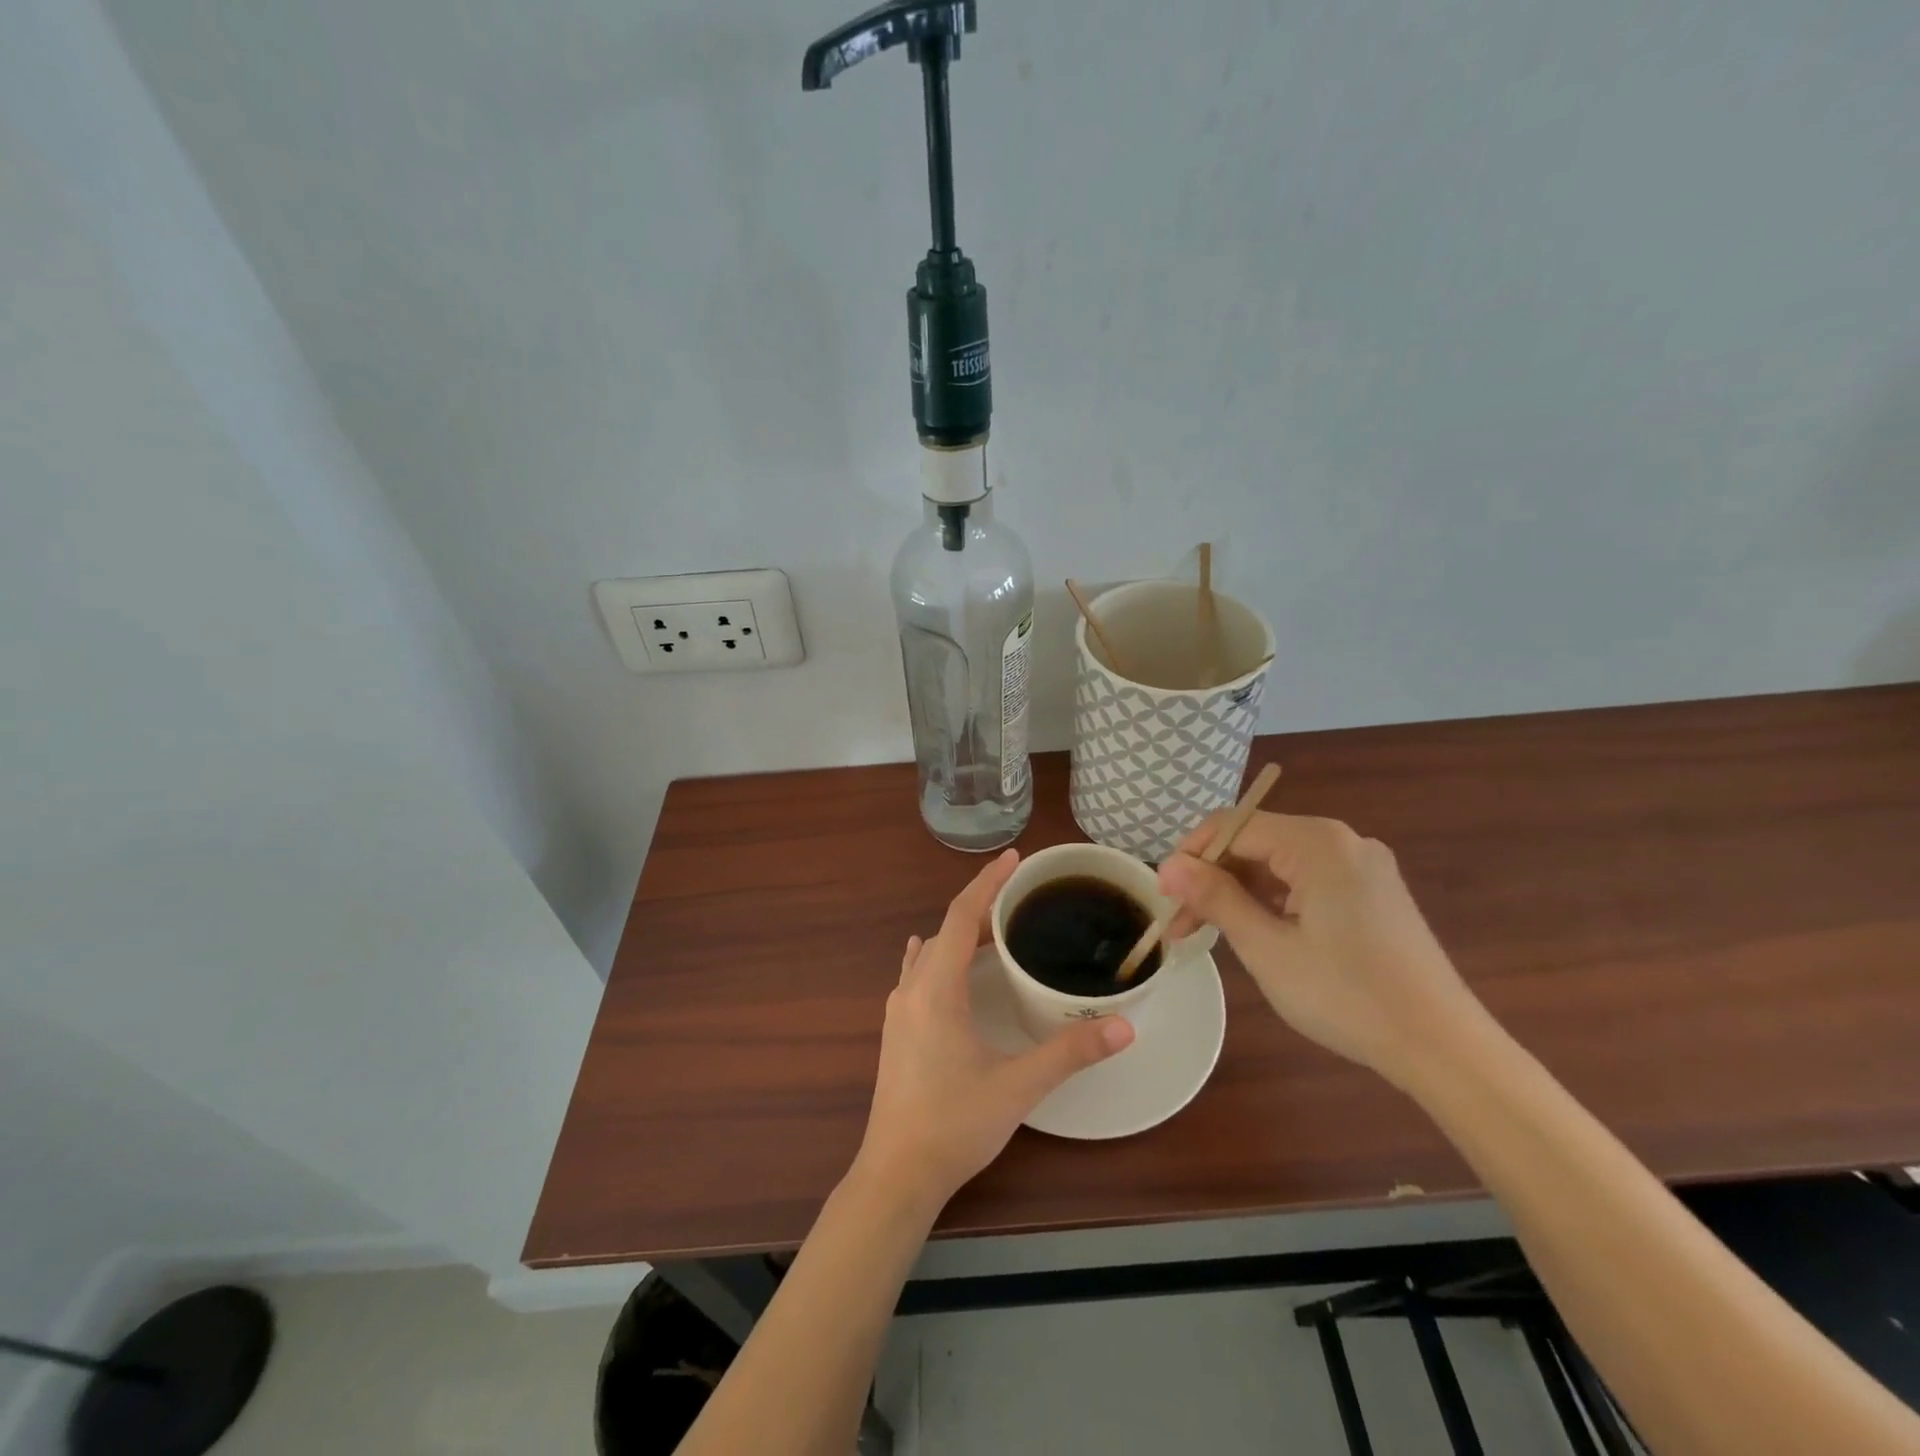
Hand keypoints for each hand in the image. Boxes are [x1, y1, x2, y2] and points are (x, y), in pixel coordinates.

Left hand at [856, 849, 1135, 1211]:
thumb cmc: (954, 1124)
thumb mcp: (1018, 1085)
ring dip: (961, 934)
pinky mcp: (896, 1029)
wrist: (897, 1174)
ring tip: (998, 930)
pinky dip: (940, 956)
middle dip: (982, 908)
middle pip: (947, 929)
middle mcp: (911, 988)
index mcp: (936, 988)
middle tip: (1022, 900)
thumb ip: (1070, 1052)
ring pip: (931, 952)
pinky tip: (946, 964)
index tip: (1014, 859)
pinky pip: (918, 973)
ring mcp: (898, 1009)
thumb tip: (1124, 1026)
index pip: (962, 916)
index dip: (988, 882)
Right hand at [1157, 812, 1482, 1086]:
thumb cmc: (1347, 995)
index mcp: (1318, 843)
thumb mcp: (1267, 947)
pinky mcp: (1372, 892)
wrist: (1443, 1047)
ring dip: (1239, 891)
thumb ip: (1215, 897)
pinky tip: (1256, 931)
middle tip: (1181, 923)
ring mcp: (1362, 866)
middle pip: (1256, 842)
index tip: (1163, 895)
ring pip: (1279, 863)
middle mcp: (1342, 841)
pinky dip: (1273, 900)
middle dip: (1212, 877)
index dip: (1191, 855)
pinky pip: (1306, 880)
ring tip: (1209, 932)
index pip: (1233, 826)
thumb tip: (1169, 866)